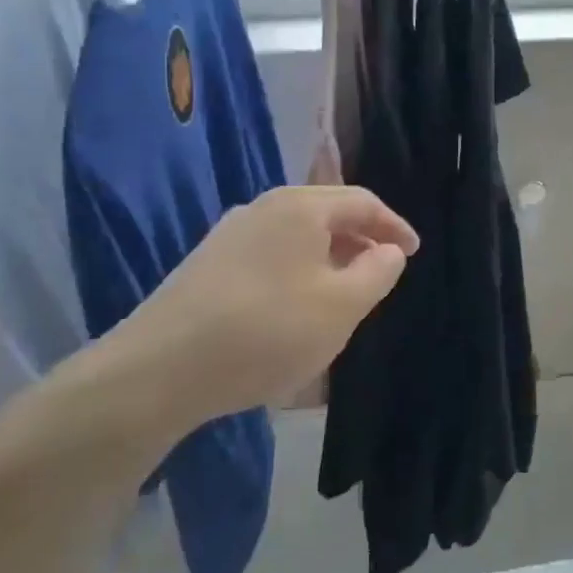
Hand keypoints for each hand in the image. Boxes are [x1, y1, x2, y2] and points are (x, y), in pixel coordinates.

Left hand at [66, 186, 416, 449]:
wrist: (160, 370)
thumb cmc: (268, 331)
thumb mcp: (342, 306)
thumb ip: (378, 272)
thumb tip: (389, 251)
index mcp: (300, 207)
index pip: (362, 202)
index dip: (393, 226)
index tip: (412, 253)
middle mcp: (262, 208)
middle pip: (326, 216)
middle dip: (360, 243)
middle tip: (381, 275)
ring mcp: (228, 237)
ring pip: (295, 240)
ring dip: (328, 262)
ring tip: (342, 298)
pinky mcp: (206, 267)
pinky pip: (269, 260)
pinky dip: (296, 276)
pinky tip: (294, 313)